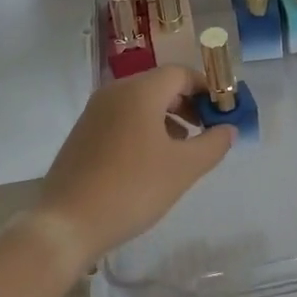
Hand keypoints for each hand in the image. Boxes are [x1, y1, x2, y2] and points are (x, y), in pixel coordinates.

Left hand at [38, 65, 235, 266]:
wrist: (67, 222)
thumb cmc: (132, 189)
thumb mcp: (183, 169)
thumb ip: (213, 144)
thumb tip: (229, 128)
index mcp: (139, 91)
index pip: (181, 73)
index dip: (206, 89)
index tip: (223, 113)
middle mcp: (115, 92)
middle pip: (160, 84)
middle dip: (188, 103)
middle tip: (206, 131)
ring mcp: (95, 111)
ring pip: (141, 101)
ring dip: (167, 117)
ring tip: (182, 148)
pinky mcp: (84, 132)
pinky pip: (123, 117)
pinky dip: (144, 127)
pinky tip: (152, 160)